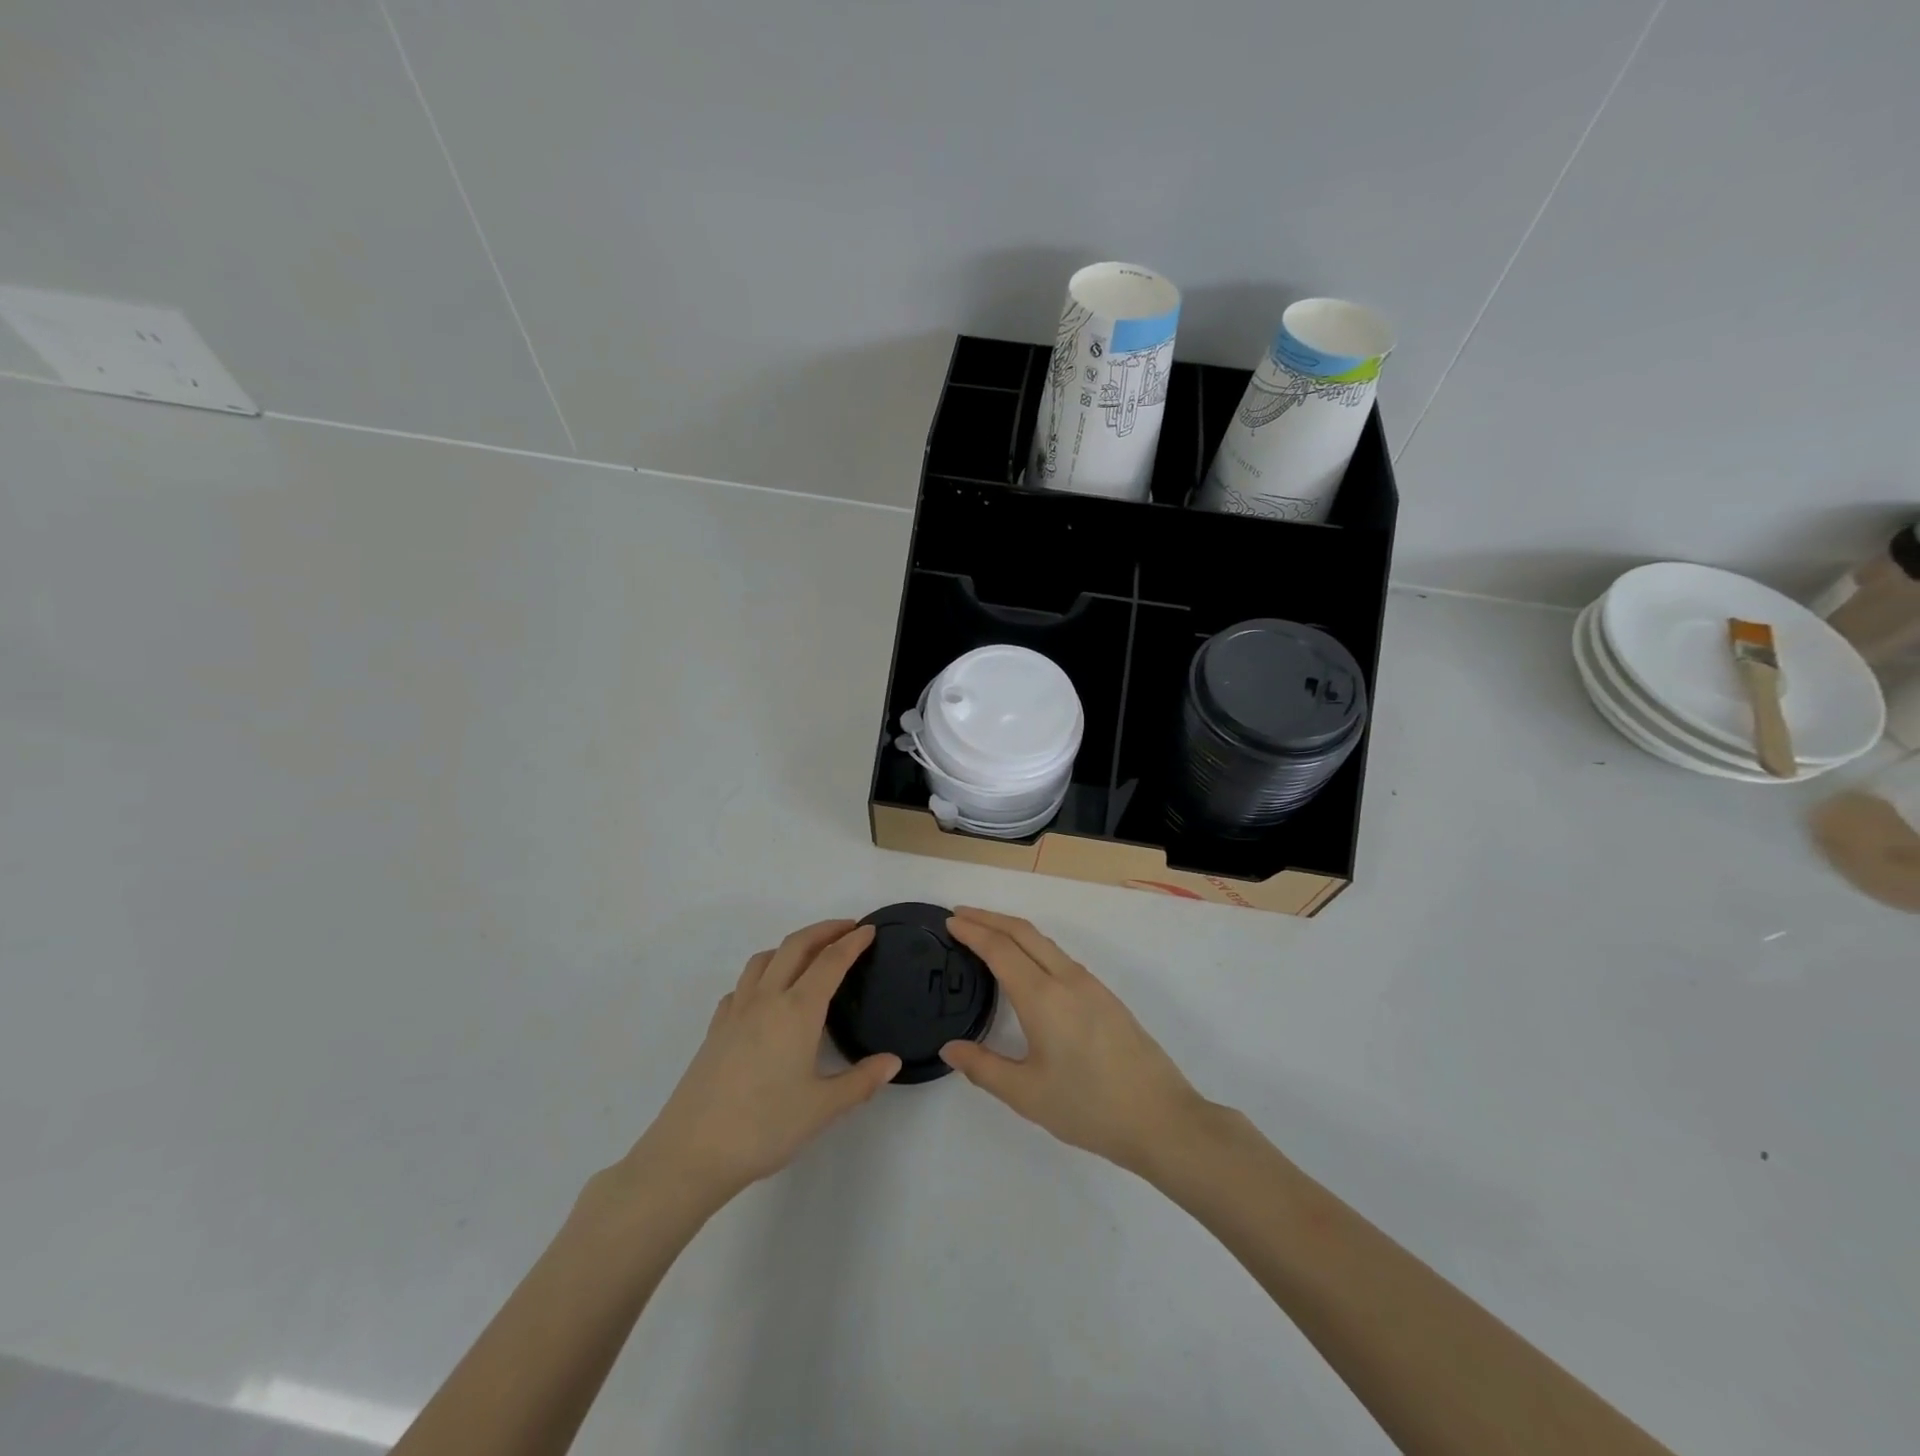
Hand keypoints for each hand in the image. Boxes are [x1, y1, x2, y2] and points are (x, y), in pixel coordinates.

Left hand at [627, 920, 899, 1207]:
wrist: (691, 1153)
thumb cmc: (764, 1127)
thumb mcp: (822, 1108)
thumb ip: (861, 1081)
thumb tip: (892, 1061)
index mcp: (797, 1010)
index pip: (830, 962)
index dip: (852, 943)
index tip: (869, 930)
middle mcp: (766, 999)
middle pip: (795, 946)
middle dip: (823, 930)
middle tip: (847, 928)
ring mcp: (736, 1011)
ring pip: (764, 959)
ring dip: (790, 946)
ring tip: (808, 956)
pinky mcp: (715, 1029)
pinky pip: (742, 985)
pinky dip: (762, 975)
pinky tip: (766, 997)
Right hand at [939, 908, 1211, 1177]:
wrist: (1161, 1118)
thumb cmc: (1088, 1107)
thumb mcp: (1027, 1094)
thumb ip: (983, 1068)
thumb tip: (949, 1048)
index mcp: (1043, 997)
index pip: (1000, 949)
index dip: (973, 931)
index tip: (950, 921)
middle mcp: (1067, 979)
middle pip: (1023, 932)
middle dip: (989, 918)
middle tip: (960, 915)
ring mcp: (1090, 985)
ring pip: (1044, 942)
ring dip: (1012, 930)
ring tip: (986, 935)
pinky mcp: (1105, 997)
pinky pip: (1060, 957)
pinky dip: (1032, 946)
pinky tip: (1026, 965)